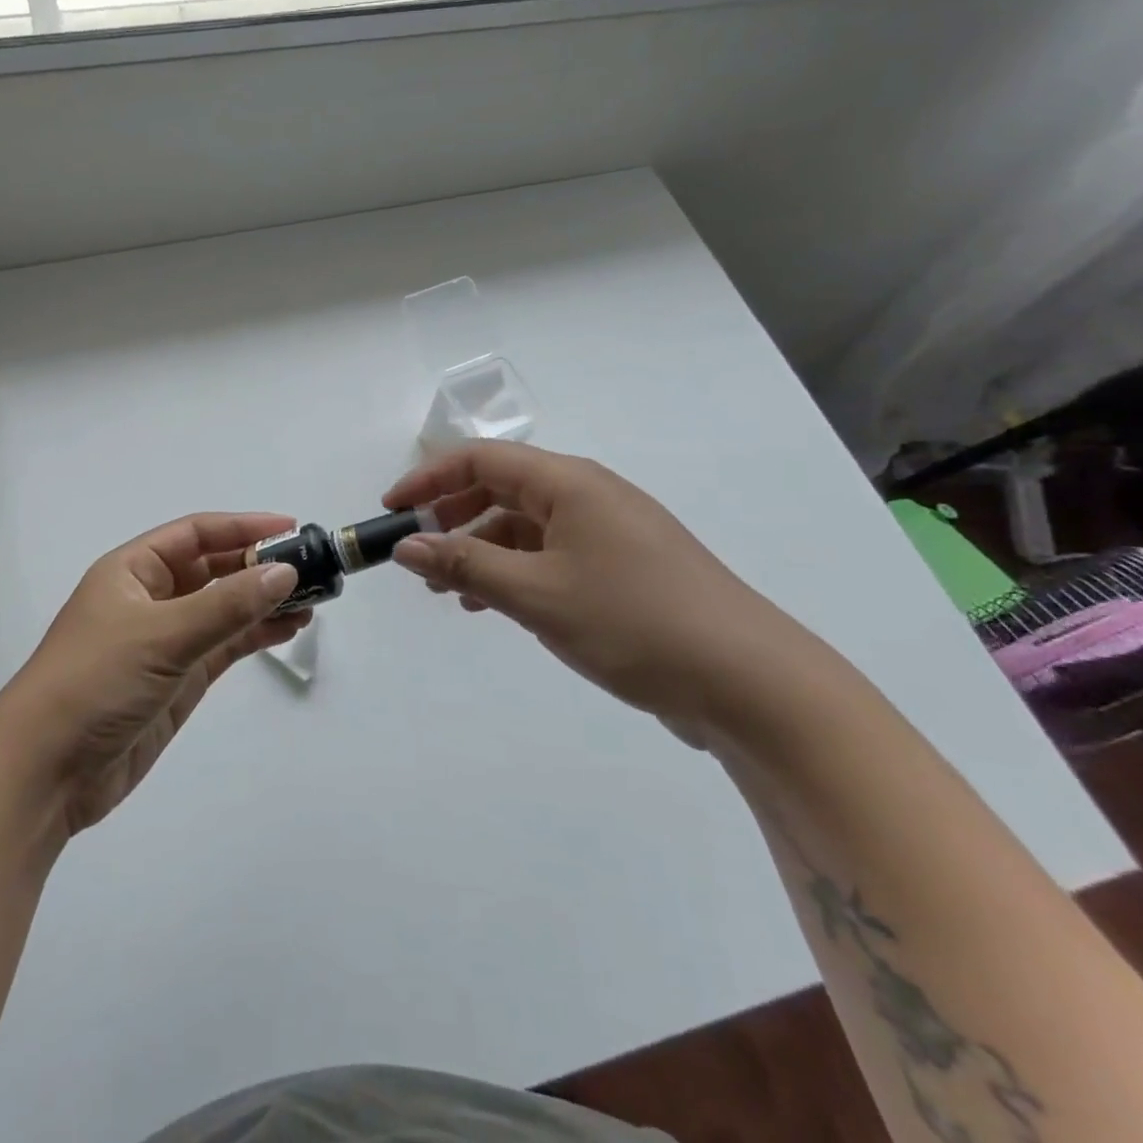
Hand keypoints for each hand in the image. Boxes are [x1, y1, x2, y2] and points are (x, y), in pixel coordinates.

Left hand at [0, 514, 309, 836]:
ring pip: (224, 608)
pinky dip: (255, 634)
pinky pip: (225, 645)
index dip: (243, 527)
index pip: (195, 534)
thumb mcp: (162, 635)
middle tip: (312, 567)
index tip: (291, 529)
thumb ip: (227, 605)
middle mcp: (150, 598)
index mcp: (133, 570)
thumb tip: (284, 571)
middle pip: (213, 569)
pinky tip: (288, 628)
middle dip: (259, 565)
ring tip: (312, 599)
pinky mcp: (178, 679)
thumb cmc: (95, 682)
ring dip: (264, 601)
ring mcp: (166, 640)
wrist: (46, 772)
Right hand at [384, 442, 814, 740]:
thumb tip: (405, 546)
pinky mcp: (623, 569)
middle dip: (451, 517)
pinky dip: (513, 572)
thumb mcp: (535, 594)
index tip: (392, 510)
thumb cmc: (633, 622)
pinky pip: (550, 555)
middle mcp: (588, 496)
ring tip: (448, 590)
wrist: (750, 683)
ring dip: (479, 549)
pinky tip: (494, 605)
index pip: (481, 459)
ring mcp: (609, 533)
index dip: (428, 478)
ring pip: (524, 526)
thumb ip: (464, 565)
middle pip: (501, 488)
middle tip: (416, 556)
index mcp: (569, 483)